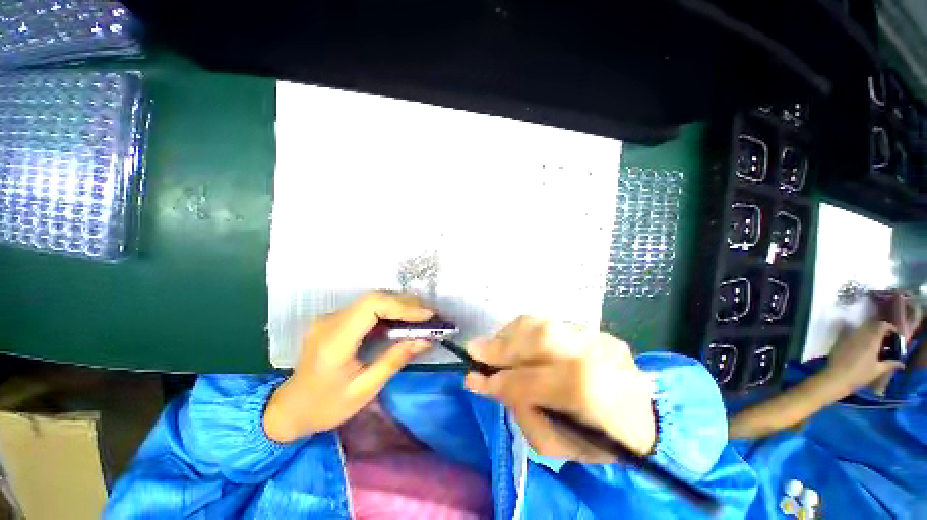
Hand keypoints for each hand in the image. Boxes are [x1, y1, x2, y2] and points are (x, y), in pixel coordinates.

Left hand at [264, 292, 433, 441]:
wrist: (289, 409)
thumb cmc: (325, 407)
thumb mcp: (363, 390)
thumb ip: (394, 360)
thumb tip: (425, 340)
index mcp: (334, 340)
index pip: (371, 306)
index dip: (402, 306)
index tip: (427, 315)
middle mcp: (330, 321)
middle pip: (374, 298)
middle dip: (406, 303)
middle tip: (429, 315)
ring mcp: (330, 317)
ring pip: (372, 300)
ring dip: (399, 305)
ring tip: (421, 317)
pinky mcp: (335, 319)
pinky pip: (366, 307)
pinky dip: (389, 310)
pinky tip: (402, 320)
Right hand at [464, 317, 655, 461]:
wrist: (650, 419)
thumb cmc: (603, 442)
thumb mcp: (560, 446)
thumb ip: (523, 412)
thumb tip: (490, 383)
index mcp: (593, 394)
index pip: (534, 381)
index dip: (499, 380)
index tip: (471, 380)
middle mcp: (596, 355)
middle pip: (540, 338)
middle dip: (500, 345)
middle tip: (474, 349)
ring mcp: (598, 337)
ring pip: (542, 324)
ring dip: (510, 334)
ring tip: (493, 345)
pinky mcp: (596, 330)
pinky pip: (551, 324)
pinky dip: (526, 331)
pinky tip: (516, 341)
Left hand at [823, 320, 902, 395]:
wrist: (837, 377)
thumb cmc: (860, 374)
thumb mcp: (879, 370)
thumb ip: (891, 363)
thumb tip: (901, 363)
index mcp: (871, 339)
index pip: (882, 325)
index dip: (889, 327)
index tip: (894, 334)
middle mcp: (860, 334)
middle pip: (872, 325)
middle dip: (880, 330)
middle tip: (886, 340)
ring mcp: (848, 336)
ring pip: (862, 329)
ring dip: (870, 333)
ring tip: (876, 344)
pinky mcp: (840, 341)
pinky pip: (852, 333)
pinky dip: (860, 336)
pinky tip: (863, 346)